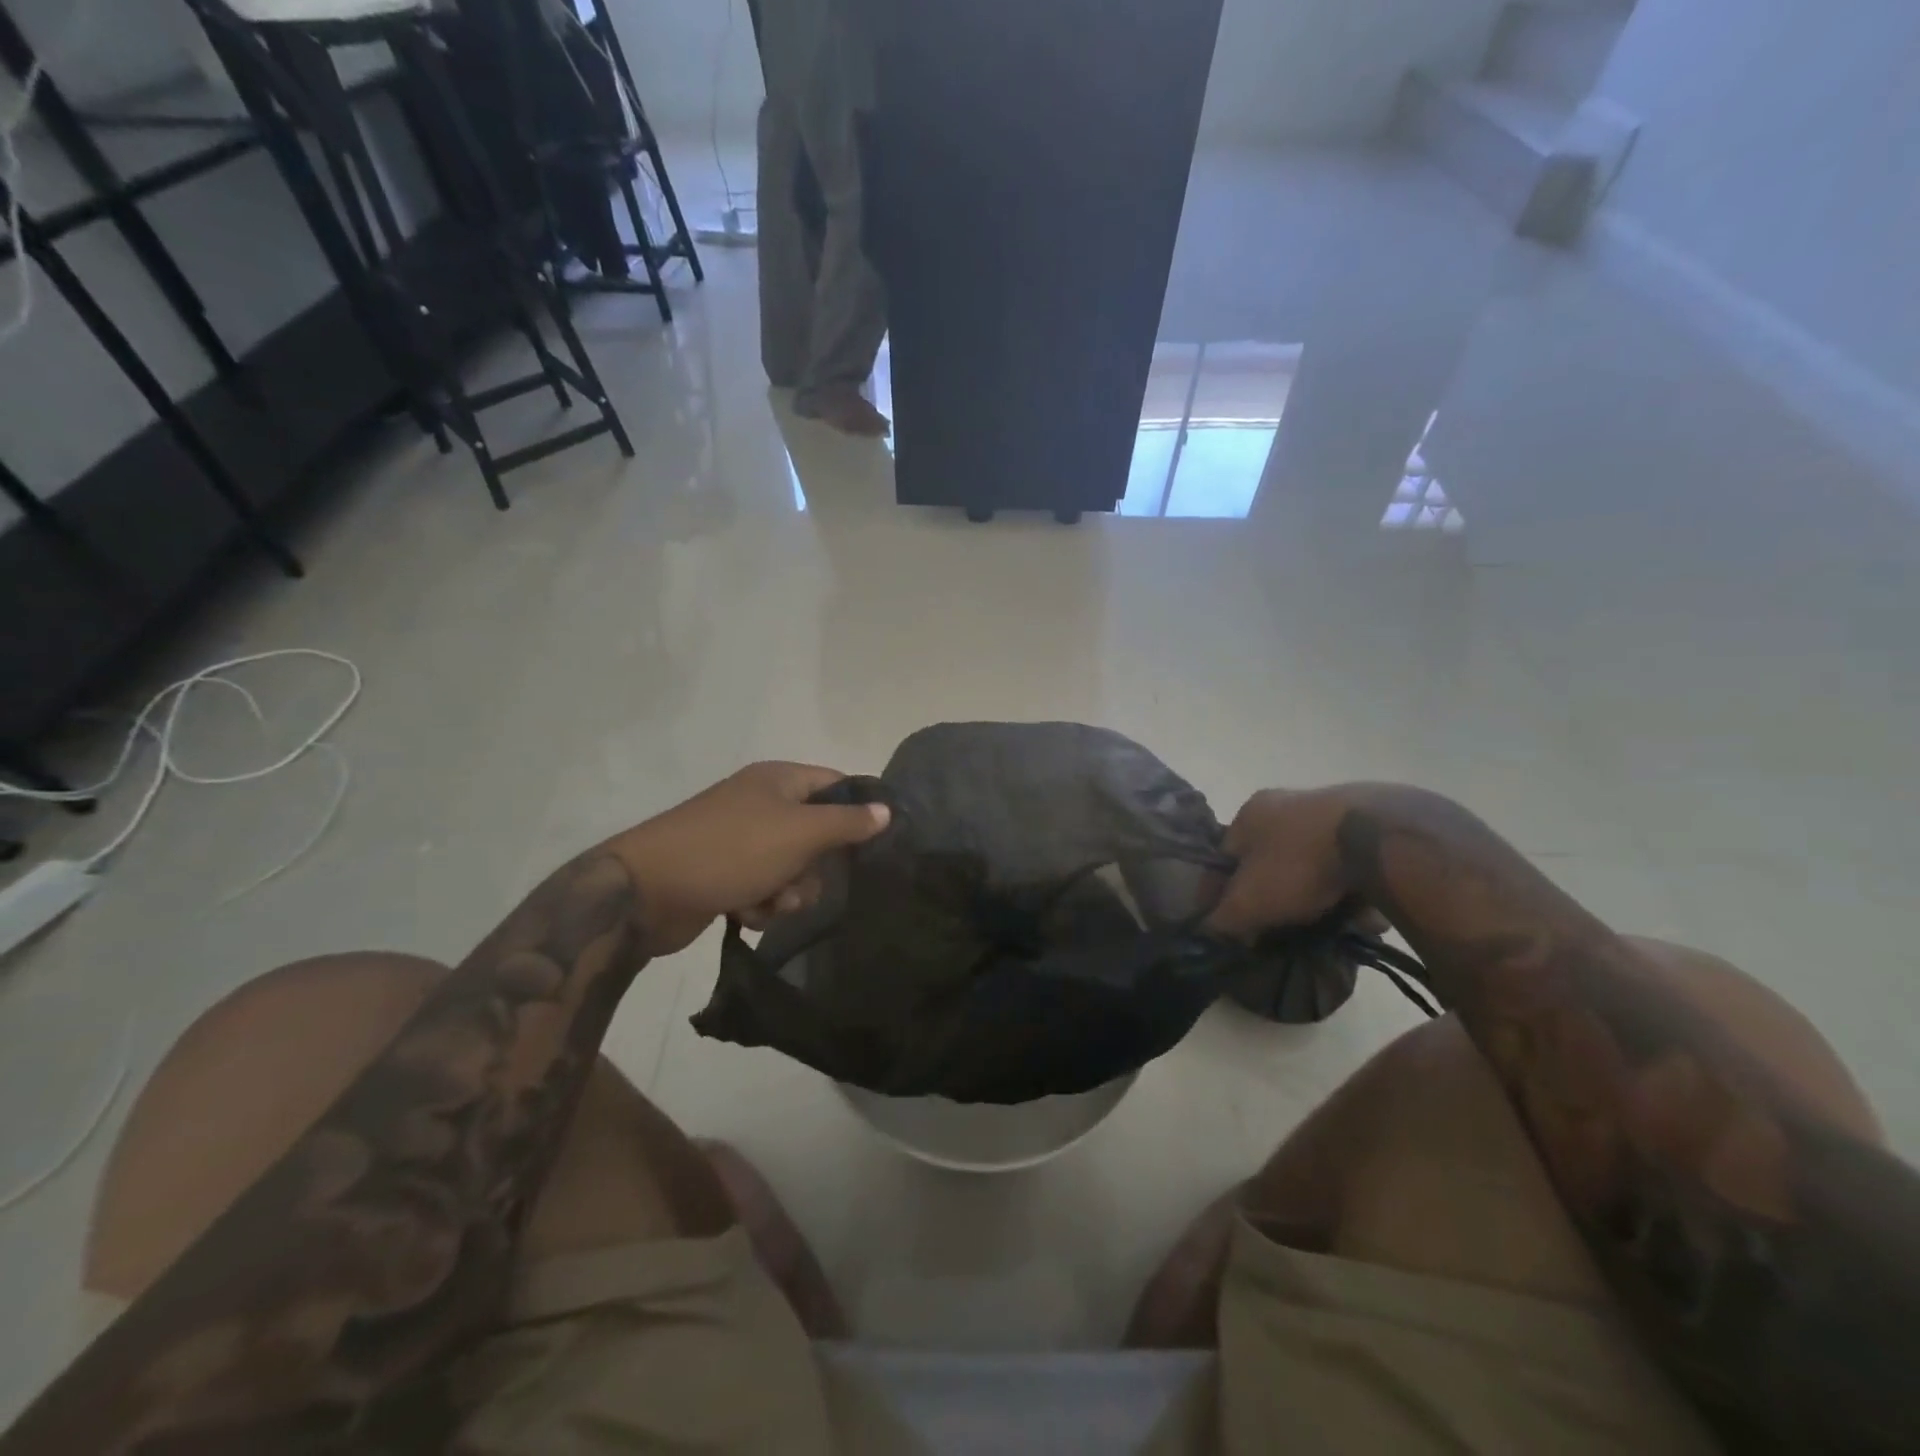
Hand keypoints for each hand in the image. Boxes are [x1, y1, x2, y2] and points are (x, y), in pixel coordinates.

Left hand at [610, 762, 890, 954]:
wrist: (646, 891)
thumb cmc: (731, 851)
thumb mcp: (799, 833)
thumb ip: (847, 822)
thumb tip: (886, 810)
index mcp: (779, 780)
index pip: (836, 784)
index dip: (857, 812)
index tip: (873, 846)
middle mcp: (761, 803)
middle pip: (816, 834)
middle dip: (815, 868)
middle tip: (802, 883)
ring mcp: (740, 838)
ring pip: (791, 867)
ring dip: (788, 892)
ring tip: (769, 904)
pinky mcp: (723, 872)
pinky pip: (763, 887)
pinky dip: (761, 903)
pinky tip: (745, 913)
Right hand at [1207, 786, 1359, 940]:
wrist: (1378, 840)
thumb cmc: (1298, 865)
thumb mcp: (1249, 901)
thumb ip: (1224, 918)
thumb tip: (1214, 929)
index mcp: (1249, 814)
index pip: (1224, 857)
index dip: (1221, 893)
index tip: (1230, 924)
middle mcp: (1286, 804)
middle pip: (1269, 861)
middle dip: (1274, 896)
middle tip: (1280, 927)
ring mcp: (1330, 812)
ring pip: (1312, 866)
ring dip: (1317, 897)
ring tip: (1329, 928)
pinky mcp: (1370, 825)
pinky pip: (1353, 868)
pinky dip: (1355, 892)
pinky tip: (1363, 917)